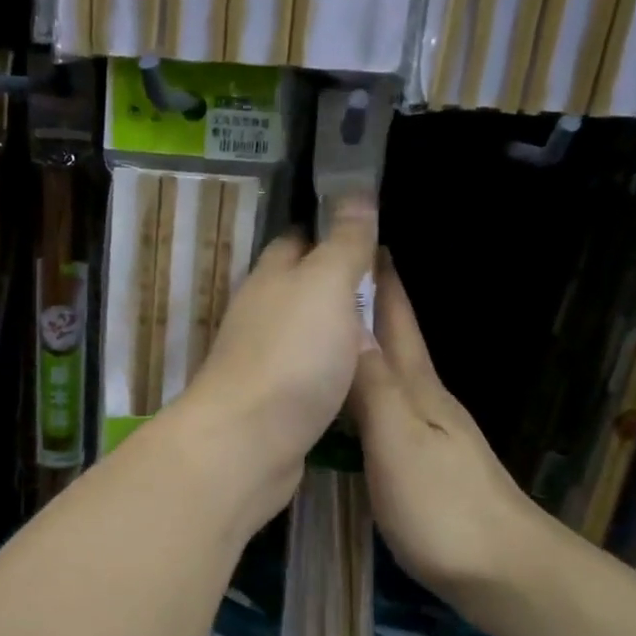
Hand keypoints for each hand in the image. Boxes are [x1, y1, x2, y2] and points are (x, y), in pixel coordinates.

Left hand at [174, 197, 378, 523]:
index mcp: (271, 277)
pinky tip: (357, 377)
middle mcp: (260, 314)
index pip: (298, 239)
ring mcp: (263, 361)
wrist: (248, 443)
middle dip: (337, 282)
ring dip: (335, 329)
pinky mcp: (272, 403)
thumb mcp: (327, 285)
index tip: (369, 230)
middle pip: (301, 288)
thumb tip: (355, 192)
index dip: (331, 229)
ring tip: (382, 328)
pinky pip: (308, 374)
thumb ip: (344, 243)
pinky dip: (331, 369)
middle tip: (387, 285)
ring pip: (304, 333)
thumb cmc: (292, 355)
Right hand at [350, 256, 545, 616]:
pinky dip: (370, 389)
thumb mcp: (398, 443)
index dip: (380, 282)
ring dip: (368, 346)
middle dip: (371, 304)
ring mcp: (431, 434)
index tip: (361, 240)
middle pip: (396, 342)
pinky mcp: (426, 465)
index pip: (396, 322)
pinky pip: (389, 409)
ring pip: (393, 375)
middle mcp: (426, 402)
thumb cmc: (443, 507)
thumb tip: (348, 327)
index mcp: (419, 390)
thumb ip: (374, 389)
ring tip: (336, 329)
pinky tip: (357, 399)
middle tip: (337, 275)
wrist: (503, 571)